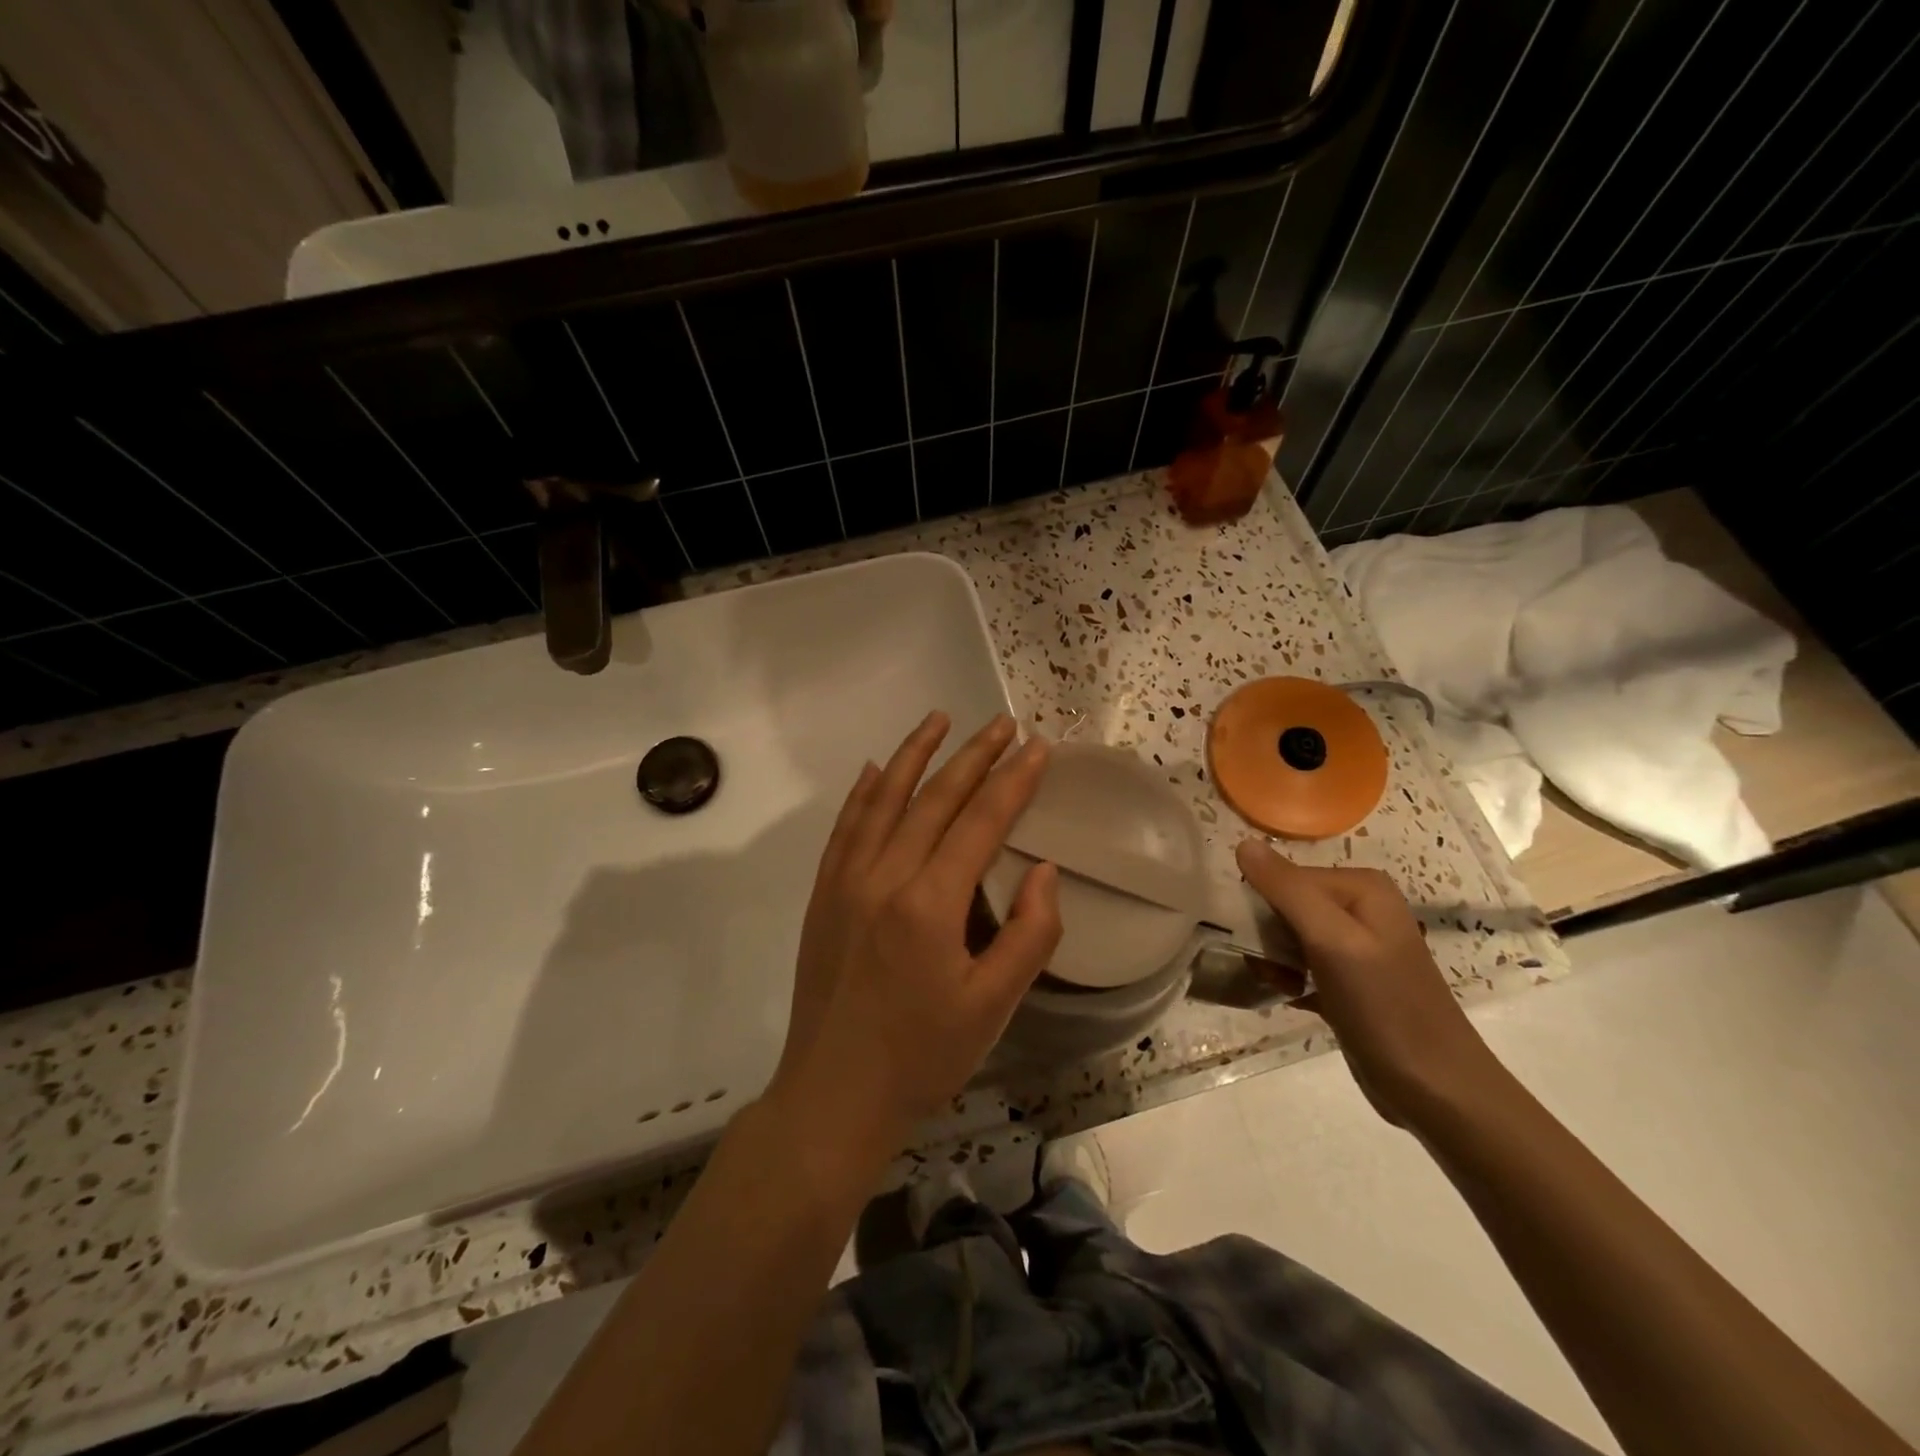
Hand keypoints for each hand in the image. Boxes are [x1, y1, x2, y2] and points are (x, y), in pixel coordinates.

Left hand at [770, 713, 1060, 1168]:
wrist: (833, 1095)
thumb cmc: (922, 1056)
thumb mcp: (993, 1007)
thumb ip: (1029, 934)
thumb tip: (1042, 869)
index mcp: (930, 903)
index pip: (981, 821)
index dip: (1013, 780)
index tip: (1038, 747)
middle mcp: (884, 876)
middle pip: (934, 798)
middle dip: (973, 755)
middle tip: (1002, 723)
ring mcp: (846, 881)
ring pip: (883, 798)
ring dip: (914, 755)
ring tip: (939, 719)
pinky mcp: (823, 894)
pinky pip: (845, 827)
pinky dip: (863, 792)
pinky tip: (872, 769)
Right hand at [1236, 839, 1499, 1127]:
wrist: (1436, 1090)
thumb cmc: (1384, 1007)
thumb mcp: (1331, 941)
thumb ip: (1287, 890)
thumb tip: (1243, 843)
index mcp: (1361, 887)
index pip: (1286, 877)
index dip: (1262, 906)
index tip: (1252, 939)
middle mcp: (1361, 908)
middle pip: (1286, 904)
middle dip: (1267, 935)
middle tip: (1268, 967)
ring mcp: (1356, 946)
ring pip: (1289, 936)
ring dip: (1273, 960)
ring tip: (1278, 985)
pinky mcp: (1349, 981)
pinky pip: (1300, 964)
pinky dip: (1287, 979)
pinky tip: (1287, 996)